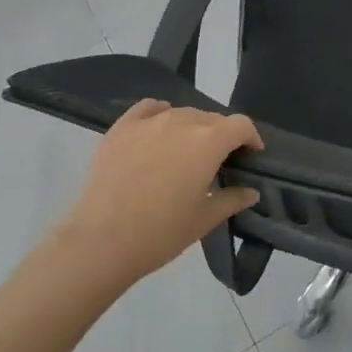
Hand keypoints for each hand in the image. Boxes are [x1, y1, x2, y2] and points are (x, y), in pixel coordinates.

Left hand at [45, 100, 262, 295]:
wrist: (100, 242)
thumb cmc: (160, 233)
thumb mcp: (205, 219)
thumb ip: (232, 199)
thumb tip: (250, 191)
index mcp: (208, 142)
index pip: (240, 125)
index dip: (251, 138)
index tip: (251, 156)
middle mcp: (181, 122)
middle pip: (212, 118)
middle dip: (222, 135)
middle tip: (218, 162)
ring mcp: (148, 122)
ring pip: (182, 113)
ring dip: (193, 127)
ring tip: (186, 151)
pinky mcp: (120, 128)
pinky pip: (148, 109)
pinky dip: (160, 114)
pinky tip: (159, 129)